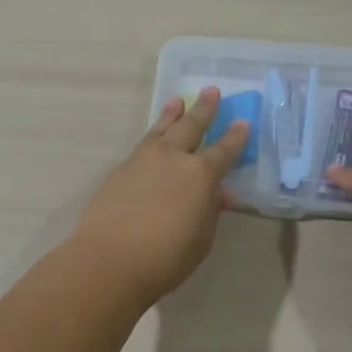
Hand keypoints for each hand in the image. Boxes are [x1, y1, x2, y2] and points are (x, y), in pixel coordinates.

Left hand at [68, 87, 250, 305]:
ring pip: (162, 129)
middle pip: (192, 126)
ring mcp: (143, 160)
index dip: (235, 137)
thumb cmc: (166, 257)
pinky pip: (144, 143)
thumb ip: (210, 211)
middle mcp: (173, 158)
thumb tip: (218, 194)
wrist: (109, 260)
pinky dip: (154, 133)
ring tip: (178, 100)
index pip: (224, 150)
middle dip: (204, 109)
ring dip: (172, 114)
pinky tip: (155, 137)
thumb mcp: (201, 238)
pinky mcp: (121, 169)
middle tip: (212, 91)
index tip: (243, 122)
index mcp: (200, 174)